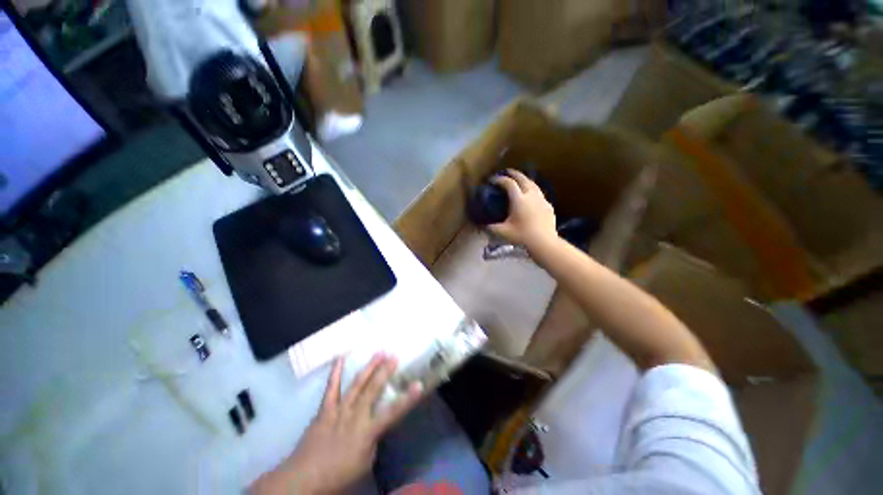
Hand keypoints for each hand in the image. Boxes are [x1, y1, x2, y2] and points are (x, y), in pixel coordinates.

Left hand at [251, 355, 422, 494]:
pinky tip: (340, 358)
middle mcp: (355, 416)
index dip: (408, 399)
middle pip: (373, 390)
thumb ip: (373, 441)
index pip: (393, 413)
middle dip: (385, 371)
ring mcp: (339, 410)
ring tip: (379, 353)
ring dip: (369, 368)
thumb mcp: (364, 463)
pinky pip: (331, 388)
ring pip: (357, 384)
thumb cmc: (338, 475)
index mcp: (367, 431)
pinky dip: (335, 372)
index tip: (419, 384)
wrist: (304, 479)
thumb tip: (376, 426)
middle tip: (395, 355)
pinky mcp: (325, 409)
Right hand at [488, 169, 556, 250]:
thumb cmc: (522, 236)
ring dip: (525, 179)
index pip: (508, 183)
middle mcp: (531, 195)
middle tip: (507, 172)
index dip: (499, 179)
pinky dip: (533, 190)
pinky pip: (539, 193)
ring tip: (519, 180)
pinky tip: (531, 196)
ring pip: (533, 184)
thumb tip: (481, 225)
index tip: (492, 180)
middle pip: (523, 178)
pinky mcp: (548, 206)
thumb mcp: (502, 232)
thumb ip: (491, 227)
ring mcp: (542, 199)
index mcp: (519, 199)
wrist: (544, 242)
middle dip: (514, 173)